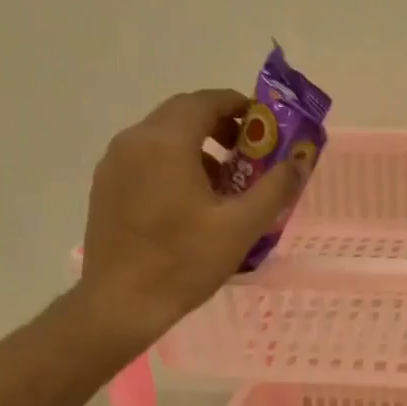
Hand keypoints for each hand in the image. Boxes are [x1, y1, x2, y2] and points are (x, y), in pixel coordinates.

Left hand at [74, 89, 308, 346]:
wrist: (120, 304)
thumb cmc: (183, 263)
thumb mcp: (240, 227)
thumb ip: (275, 188)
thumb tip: (301, 160)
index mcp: (166, 143)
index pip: (206, 100)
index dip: (239, 106)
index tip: (265, 126)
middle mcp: (134, 141)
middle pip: (182, 114)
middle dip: (220, 125)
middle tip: (249, 153)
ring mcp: (114, 163)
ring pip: (162, 136)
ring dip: (197, 146)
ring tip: (223, 184)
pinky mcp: (105, 186)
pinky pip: (145, 158)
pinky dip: (173, 164)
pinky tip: (189, 203)